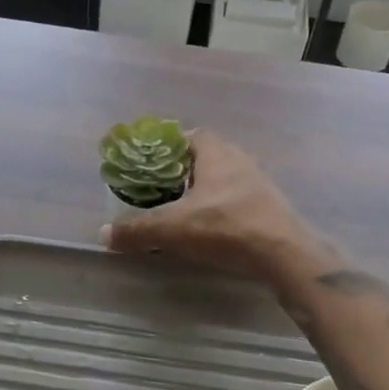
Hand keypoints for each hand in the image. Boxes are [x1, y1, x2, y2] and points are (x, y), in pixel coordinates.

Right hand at [100, 130, 317, 282]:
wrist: (283, 253)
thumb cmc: (226, 227)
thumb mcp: (173, 228)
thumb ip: (138, 229)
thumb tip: (104, 235)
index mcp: (215, 152)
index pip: (189, 136)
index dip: (167, 147)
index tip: (150, 165)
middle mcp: (238, 159)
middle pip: (204, 157)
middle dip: (182, 171)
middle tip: (160, 189)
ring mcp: (258, 182)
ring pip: (222, 179)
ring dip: (203, 191)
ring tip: (181, 210)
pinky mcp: (269, 206)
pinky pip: (237, 199)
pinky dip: (221, 208)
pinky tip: (210, 228)